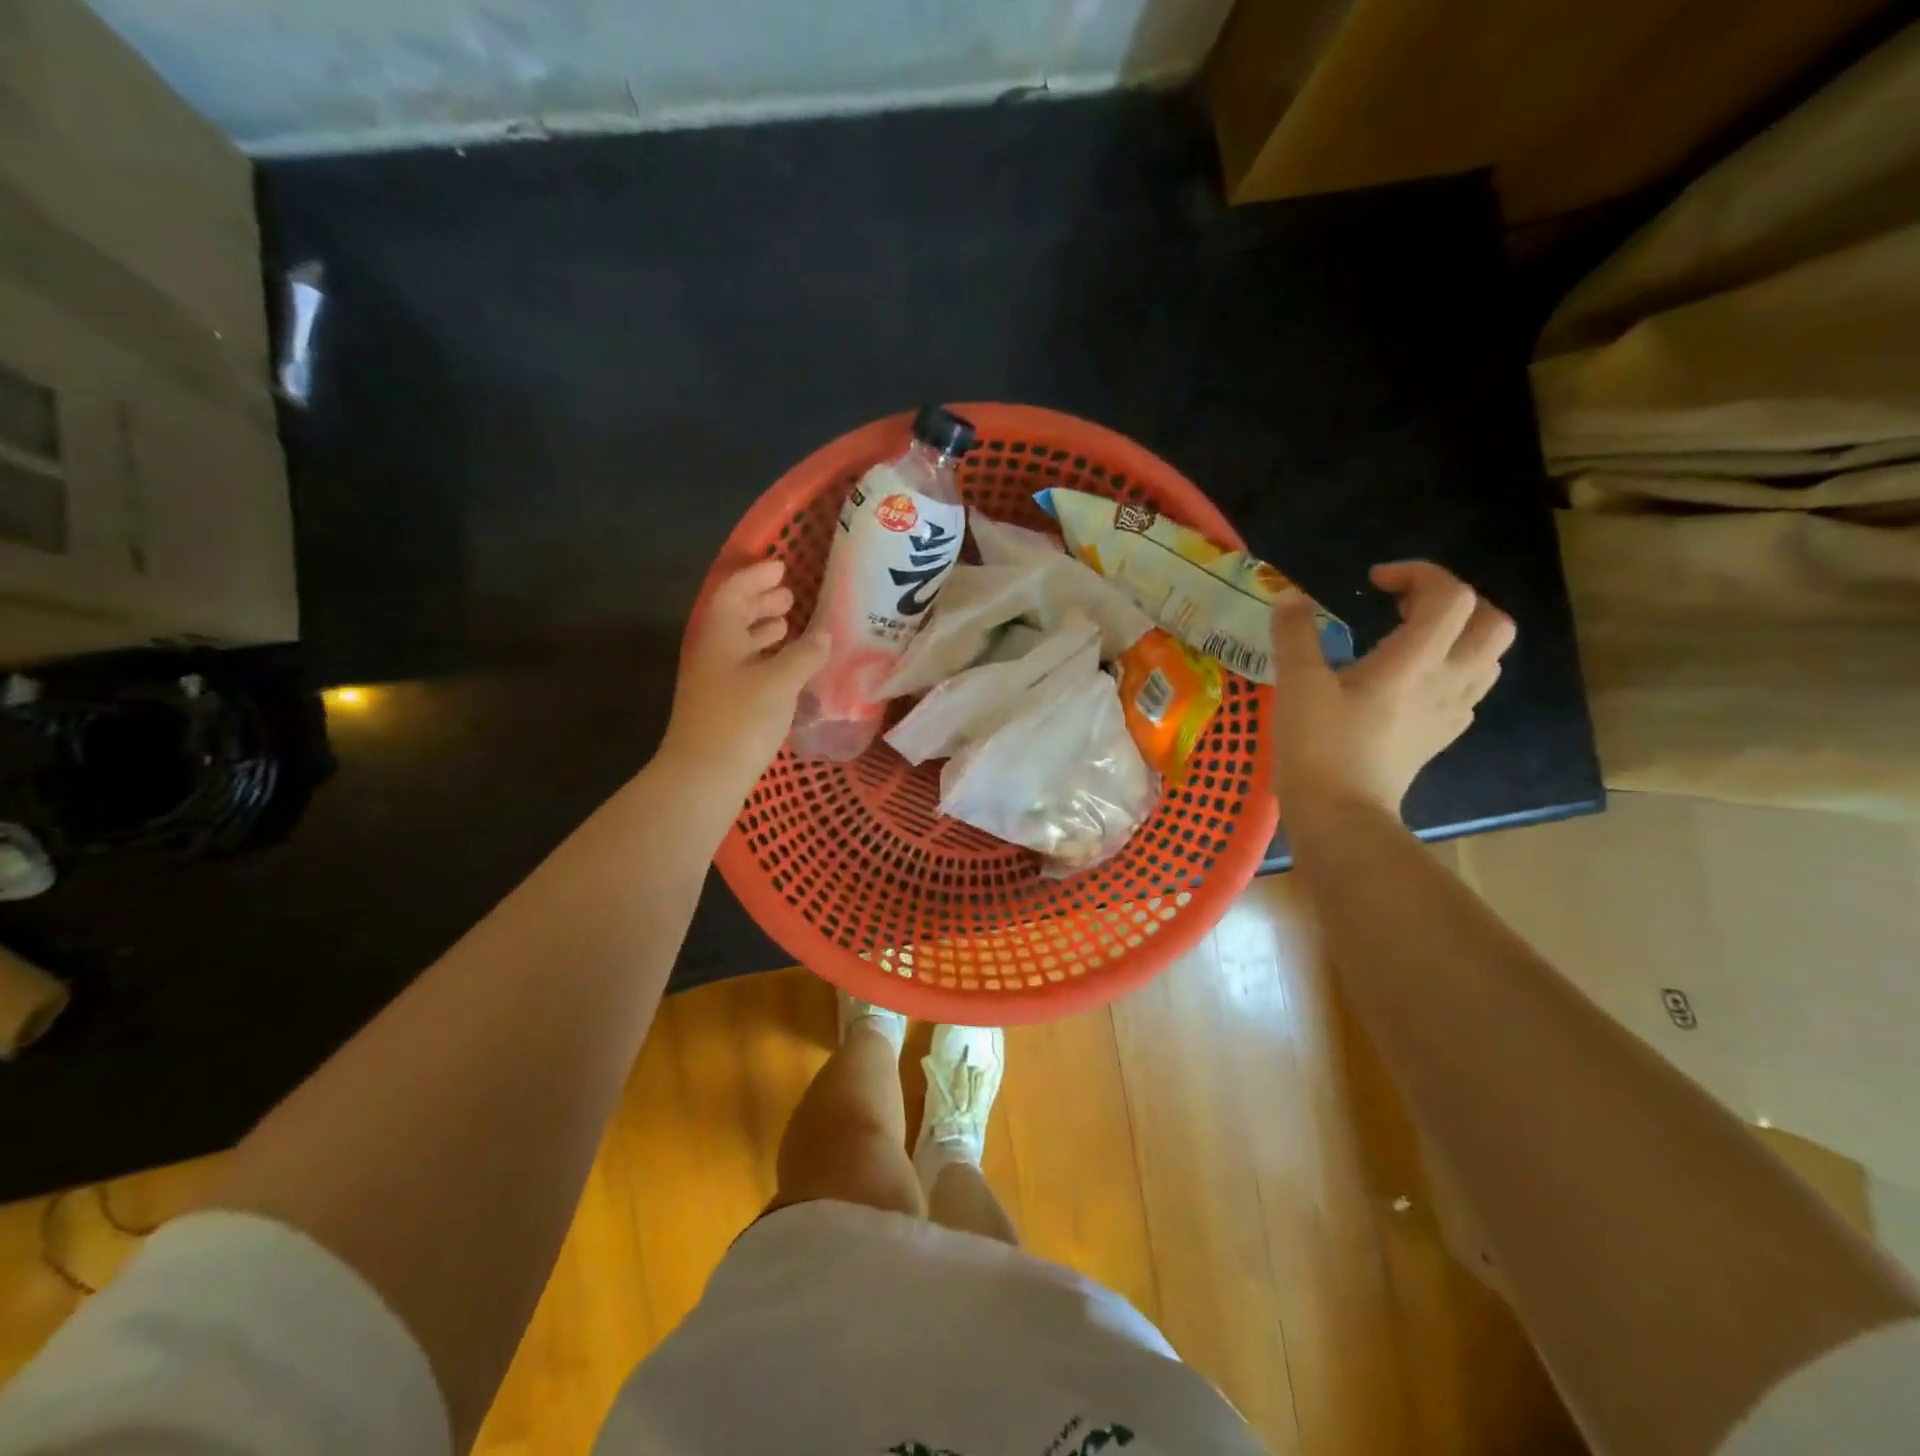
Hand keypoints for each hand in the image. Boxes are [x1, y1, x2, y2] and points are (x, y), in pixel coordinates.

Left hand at [662, 560, 828, 797]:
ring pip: (739, 644)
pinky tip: (786, 669)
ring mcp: (715, 681)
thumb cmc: (741, 719)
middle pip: (734, 616)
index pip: (734, 592)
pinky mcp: (722, 705)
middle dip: (761, 602)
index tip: (782, 568)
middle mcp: (713, 652)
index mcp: (720, 636)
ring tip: (789, 627)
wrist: (704, 775)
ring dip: (763, 631)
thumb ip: (804, 655)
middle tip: (789, 597)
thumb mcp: (779, 682)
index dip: (757, 577)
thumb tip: (823, 636)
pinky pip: (745, 667)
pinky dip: (766, 659)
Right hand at [1269, 562, 1514, 818]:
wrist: (1339, 816)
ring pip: (1487, 658)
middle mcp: (1448, 682)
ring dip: (1458, 635)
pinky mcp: (1439, 738)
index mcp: (1416, 662)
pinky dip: (1448, 671)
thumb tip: (1291, 598)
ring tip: (1409, 639)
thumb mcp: (1296, 685)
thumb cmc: (1319, 748)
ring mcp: (1449, 713)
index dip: (1419, 574)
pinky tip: (1409, 682)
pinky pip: (1466, 691)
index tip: (1374, 582)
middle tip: (1405, 606)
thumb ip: (1296, 634)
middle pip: (1492, 623)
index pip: (1451, 595)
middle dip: (1454, 601)